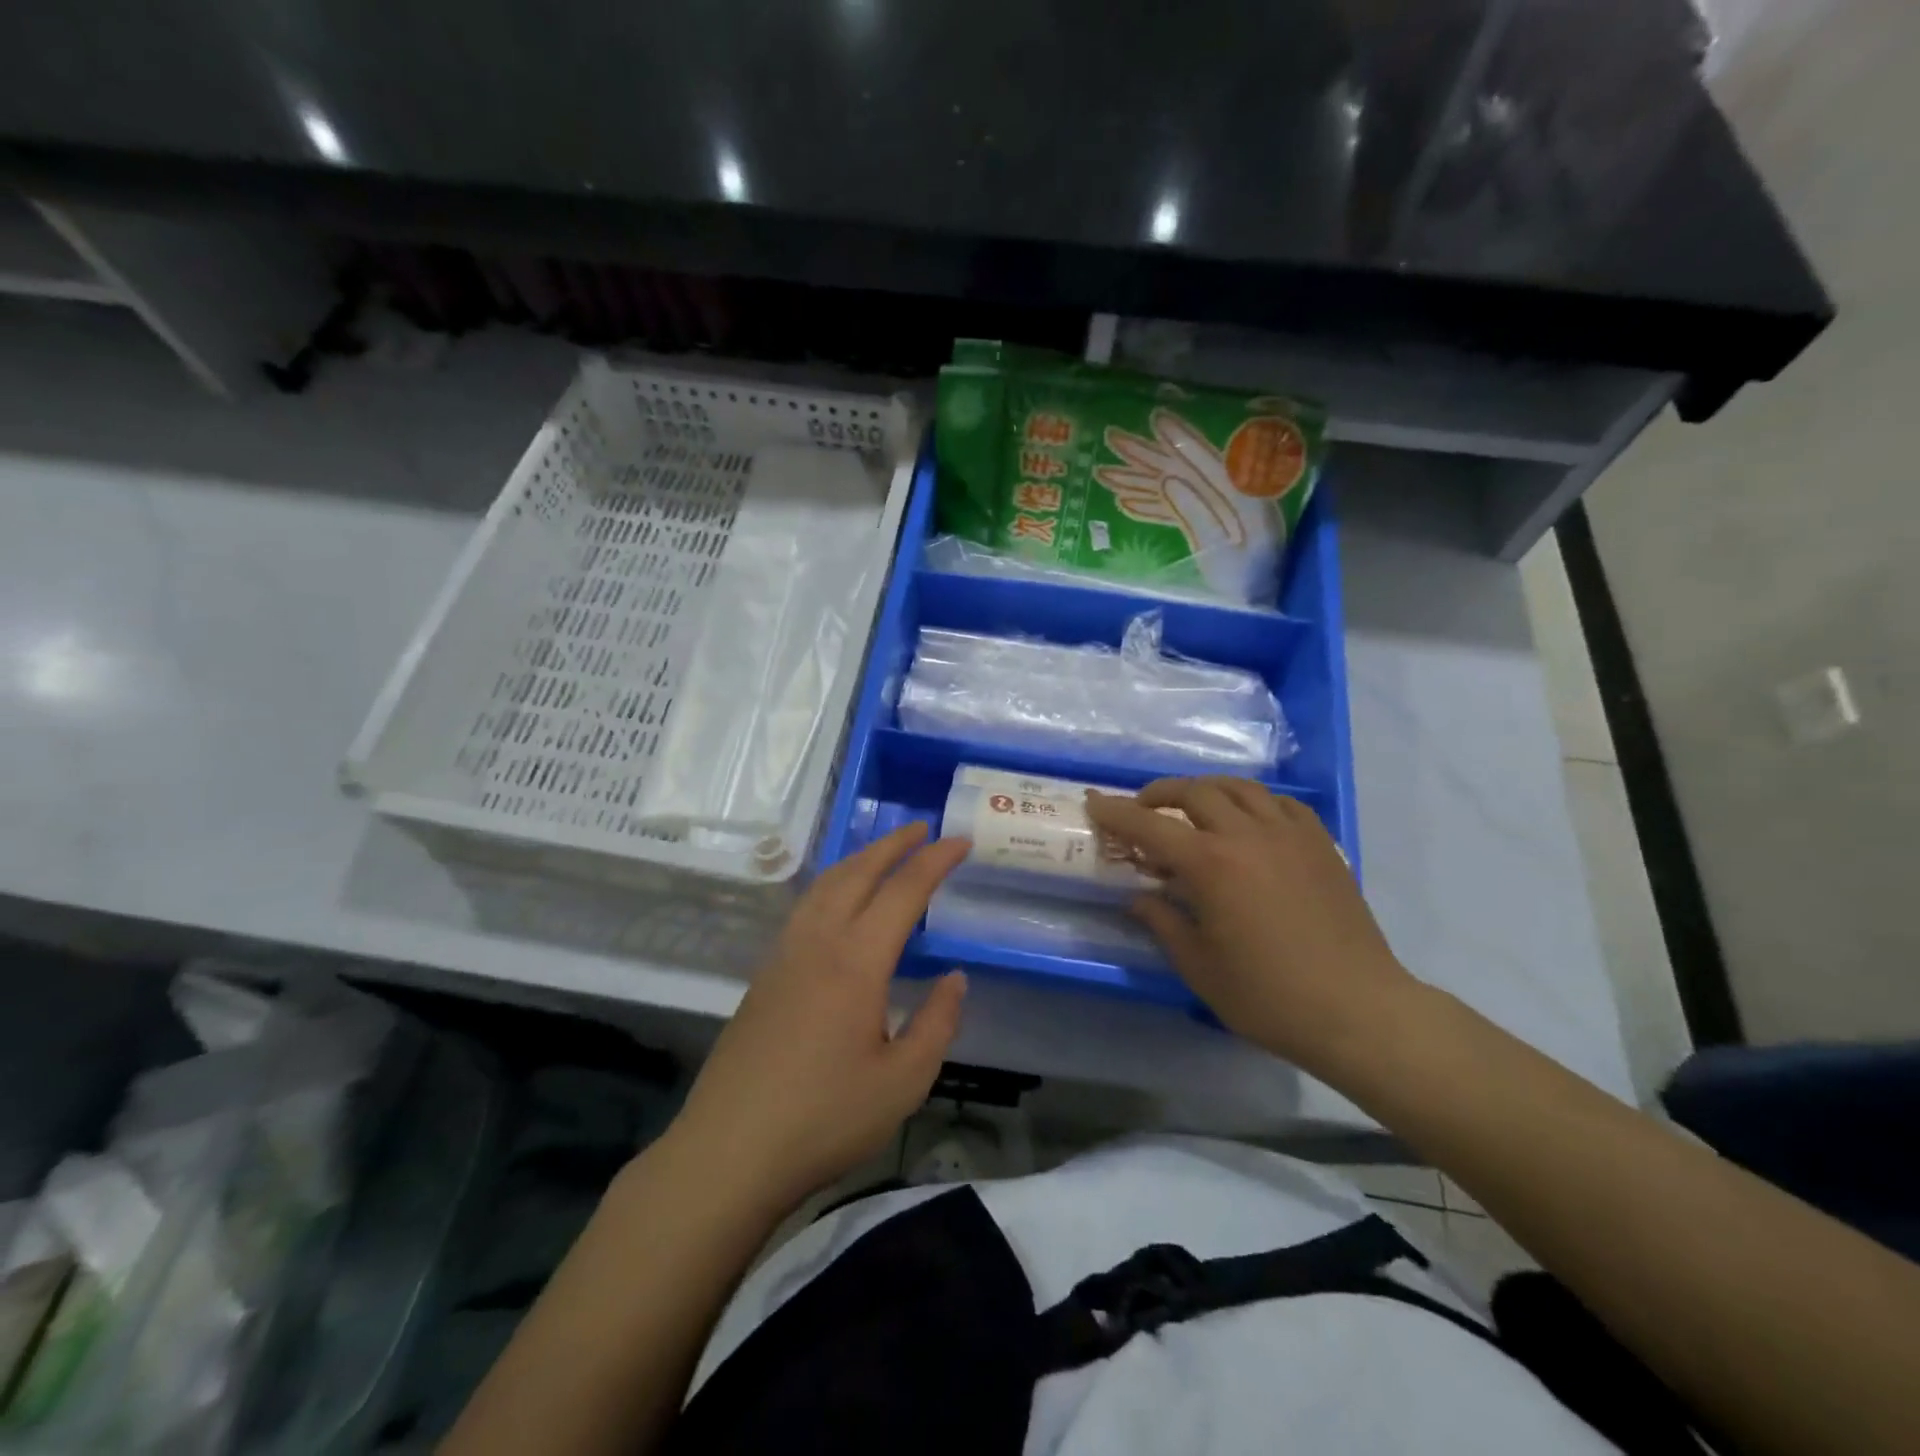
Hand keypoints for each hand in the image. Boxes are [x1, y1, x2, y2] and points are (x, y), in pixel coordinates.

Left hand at [671, 822, 970, 1208]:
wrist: (728, 1151)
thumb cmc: (824, 1119)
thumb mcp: (902, 1082)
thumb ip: (936, 1023)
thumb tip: (954, 977)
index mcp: (856, 961)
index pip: (903, 891)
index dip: (935, 861)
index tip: (960, 841)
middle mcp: (818, 942)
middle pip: (858, 872)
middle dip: (893, 844)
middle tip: (924, 829)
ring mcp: (784, 954)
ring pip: (825, 884)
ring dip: (859, 859)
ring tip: (885, 853)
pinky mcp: (765, 973)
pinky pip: (806, 906)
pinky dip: (833, 884)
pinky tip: (840, 901)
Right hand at [1085, 777, 1418, 1075]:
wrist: (1357, 1010)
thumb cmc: (1269, 996)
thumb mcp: (1199, 967)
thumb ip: (1163, 923)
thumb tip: (1140, 898)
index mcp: (1211, 865)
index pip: (1149, 825)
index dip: (1115, 812)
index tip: (1093, 801)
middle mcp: (1247, 835)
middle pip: (1194, 792)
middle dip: (1159, 794)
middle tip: (1142, 811)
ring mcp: (1289, 834)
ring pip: (1239, 787)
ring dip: (1205, 789)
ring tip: (1192, 807)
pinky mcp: (1320, 844)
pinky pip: (1280, 803)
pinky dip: (1252, 801)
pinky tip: (1248, 821)